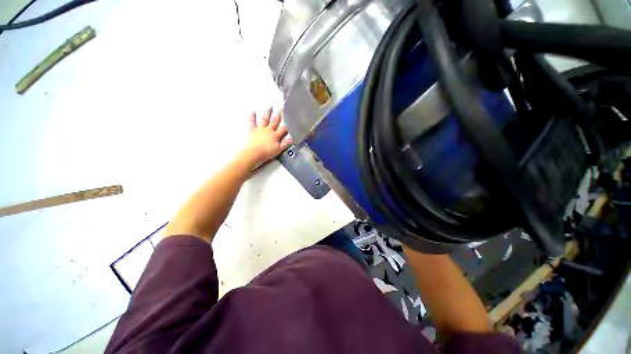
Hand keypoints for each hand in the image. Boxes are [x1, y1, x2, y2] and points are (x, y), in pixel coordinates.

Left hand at [241, 108, 292, 168]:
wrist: (253, 153)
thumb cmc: (267, 153)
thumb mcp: (279, 150)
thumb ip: (286, 143)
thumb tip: (293, 138)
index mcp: (275, 135)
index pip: (284, 129)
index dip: (288, 124)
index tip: (292, 119)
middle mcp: (268, 130)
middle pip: (275, 121)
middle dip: (279, 115)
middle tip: (281, 108)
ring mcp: (260, 129)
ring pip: (265, 119)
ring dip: (268, 113)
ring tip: (270, 107)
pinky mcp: (253, 131)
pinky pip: (252, 122)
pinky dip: (252, 116)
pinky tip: (253, 111)